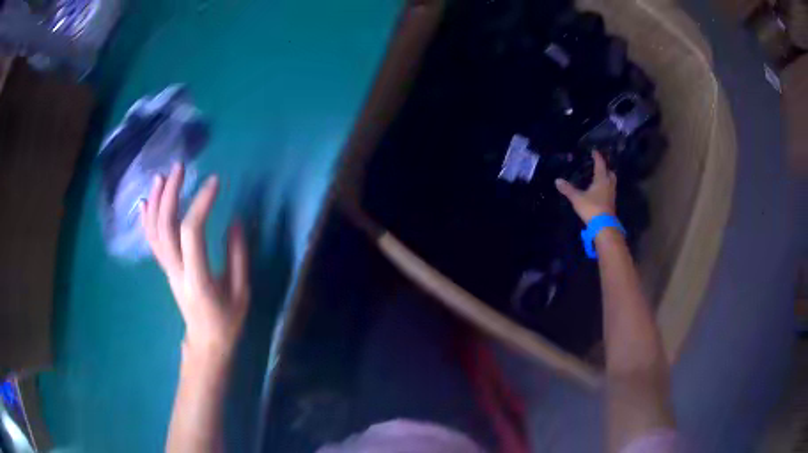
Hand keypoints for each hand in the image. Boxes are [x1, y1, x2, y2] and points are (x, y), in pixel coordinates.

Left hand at [141, 163, 249, 362]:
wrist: (205, 342)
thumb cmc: (226, 320)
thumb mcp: (241, 292)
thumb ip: (238, 257)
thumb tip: (235, 221)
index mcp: (197, 278)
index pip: (191, 233)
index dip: (201, 204)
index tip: (215, 182)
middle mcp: (176, 270)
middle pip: (165, 227)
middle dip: (170, 193)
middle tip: (180, 167)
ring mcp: (167, 269)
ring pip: (154, 231)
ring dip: (155, 201)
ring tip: (162, 175)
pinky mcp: (165, 268)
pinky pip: (151, 241)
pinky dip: (146, 218)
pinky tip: (146, 200)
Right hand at [555, 150, 616, 222]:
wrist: (604, 226)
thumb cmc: (592, 208)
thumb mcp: (577, 198)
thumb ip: (568, 189)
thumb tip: (557, 180)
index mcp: (601, 179)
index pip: (600, 164)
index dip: (597, 157)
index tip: (594, 151)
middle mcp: (609, 185)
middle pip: (610, 172)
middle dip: (606, 168)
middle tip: (600, 165)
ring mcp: (612, 195)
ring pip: (612, 182)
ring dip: (607, 177)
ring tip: (601, 177)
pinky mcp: (612, 203)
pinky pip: (610, 190)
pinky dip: (606, 187)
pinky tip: (601, 191)